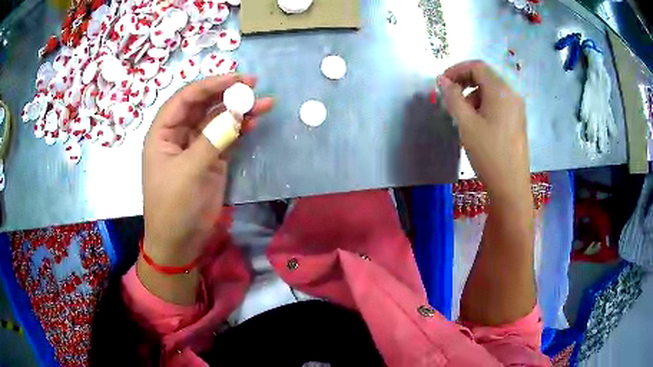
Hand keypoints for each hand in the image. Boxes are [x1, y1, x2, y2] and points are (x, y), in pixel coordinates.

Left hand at [142, 74, 273, 265]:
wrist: (179, 242)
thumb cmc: (174, 207)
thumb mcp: (189, 172)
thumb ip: (212, 140)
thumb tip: (237, 113)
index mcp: (163, 133)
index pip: (186, 98)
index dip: (210, 85)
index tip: (237, 78)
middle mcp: (178, 135)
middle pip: (203, 105)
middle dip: (227, 94)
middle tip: (253, 85)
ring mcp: (196, 147)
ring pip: (217, 120)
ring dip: (238, 111)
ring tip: (264, 103)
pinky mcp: (211, 160)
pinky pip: (226, 137)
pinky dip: (239, 129)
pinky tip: (254, 123)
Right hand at [439, 60, 530, 201]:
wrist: (511, 186)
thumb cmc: (489, 153)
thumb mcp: (466, 124)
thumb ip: (453, 97)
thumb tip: (442, 80)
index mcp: (501, 91)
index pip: (477, 66)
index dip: (457, 69)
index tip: (442, 83)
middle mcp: (512, 94)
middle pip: (485, 76)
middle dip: (464, 82)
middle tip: (449, 97)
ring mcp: (516, 108)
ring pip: (491, 91)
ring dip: (473, 95)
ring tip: (462, 115)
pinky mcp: (517, 121)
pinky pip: (498, 103)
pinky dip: (483, 105)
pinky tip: (476, 123)